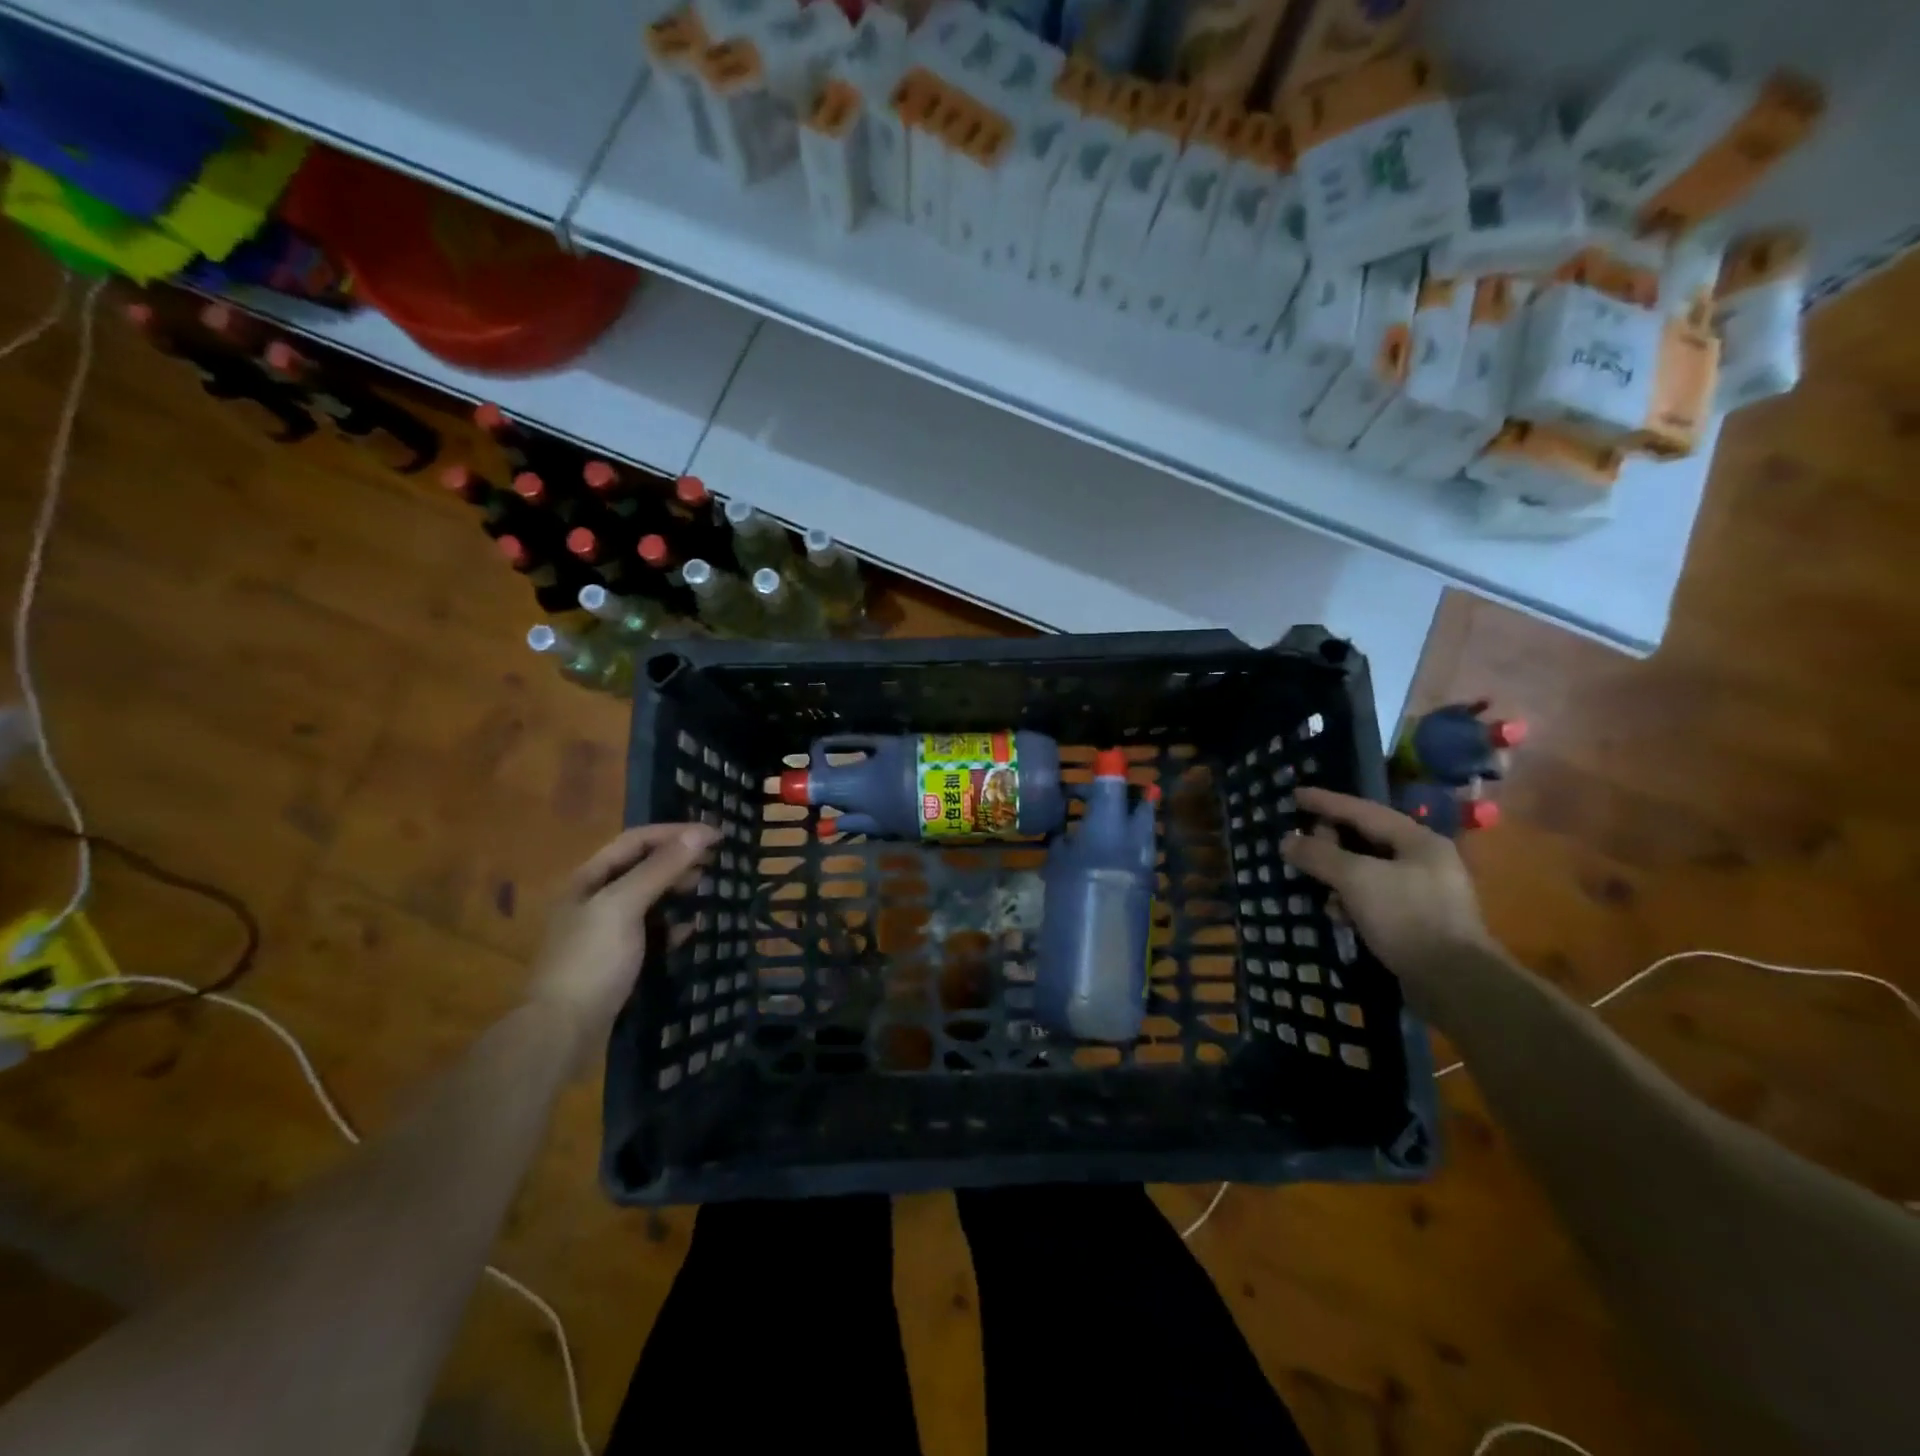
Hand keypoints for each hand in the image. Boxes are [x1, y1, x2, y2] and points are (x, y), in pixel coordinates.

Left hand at [529, 823, 719, 1042]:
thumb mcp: (624, 906)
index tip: (715, 835)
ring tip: (706, 889)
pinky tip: (691, 929)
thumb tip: (701, 833)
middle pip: (641, 867)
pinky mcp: (617, 960)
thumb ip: (661, 868)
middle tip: (714, 863)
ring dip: (677, 890)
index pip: (635, 841)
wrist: (562, 1032)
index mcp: (588, 880)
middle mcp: (594, 900)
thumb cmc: (591, 960)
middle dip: (677, 860)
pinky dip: (673, 925)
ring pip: (648, 899)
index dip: (675, 833)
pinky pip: (651, 931)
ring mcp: (605, 932)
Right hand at [1281, 788, 1494, 1014]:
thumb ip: (1319, 855)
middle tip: (1300, 843)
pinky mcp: (1416, 921)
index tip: (1295, 795)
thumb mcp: (1356, 879)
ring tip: (1313, 882)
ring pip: (1367, 872)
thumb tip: (1287, 841)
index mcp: (1418, 841)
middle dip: (1330, 842)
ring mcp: (1423, 893)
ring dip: (1337, 876)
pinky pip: (1373, 899)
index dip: (1326, 801)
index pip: (1363, 811)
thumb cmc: (1407, 917)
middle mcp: (1424, 861)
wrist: (1455, 983)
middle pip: (1366, 840)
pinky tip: (1337, 914)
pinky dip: (1351, 901)